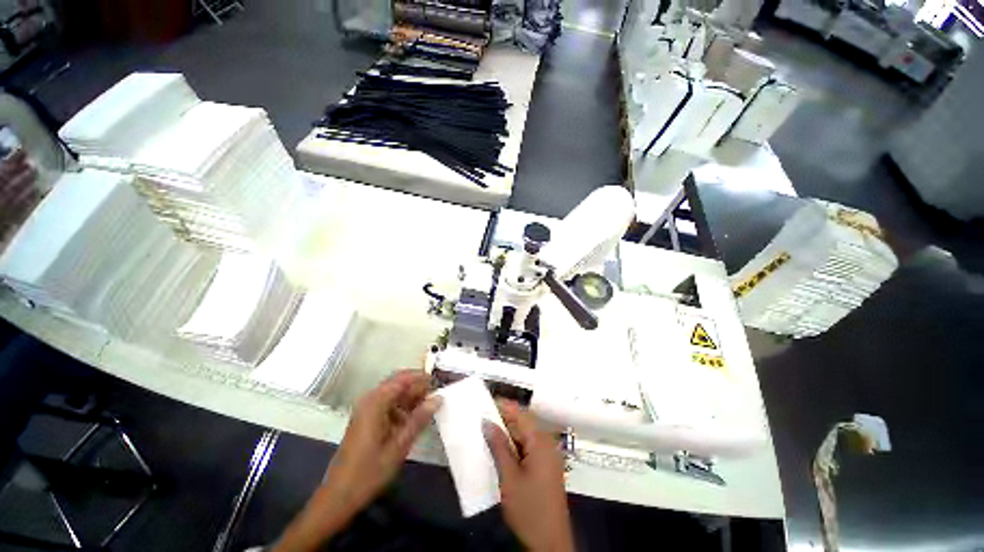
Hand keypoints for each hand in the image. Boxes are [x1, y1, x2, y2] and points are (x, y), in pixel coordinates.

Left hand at [275, 370, 439, 551]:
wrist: (338, 496)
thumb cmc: (369, 472)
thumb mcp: (399, 446)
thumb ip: (419, 419)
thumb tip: (438, 398)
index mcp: (375, 403)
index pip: (402, 378)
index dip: (421, 377)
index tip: (439, 382)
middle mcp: (369, 400)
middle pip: (397, 383)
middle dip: (417, 387)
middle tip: (436, 396)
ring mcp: (366, 410)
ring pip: (393, 394)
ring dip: (411, 398)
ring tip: (429, 408)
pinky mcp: (366, 420)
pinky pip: (388, 405)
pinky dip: (402, 408)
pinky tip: (413, 420)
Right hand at [484, 400, 573, 551]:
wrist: (550, 543)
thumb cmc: (529, 509)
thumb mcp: (509, 477)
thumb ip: (499, 446)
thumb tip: (487, 422)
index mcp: (541, 442)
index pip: (521, 414)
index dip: (503, 406)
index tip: (485, 401)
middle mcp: (547, 444)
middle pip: (523, 424)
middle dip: (503, 419)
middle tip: (481, 417)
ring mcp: (548, 456)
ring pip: (524, 436)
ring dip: (507, 433)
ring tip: (486, 431)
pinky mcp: (545, 467)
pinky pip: (528, 448)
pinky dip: (514, 446)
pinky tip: (499, 450)